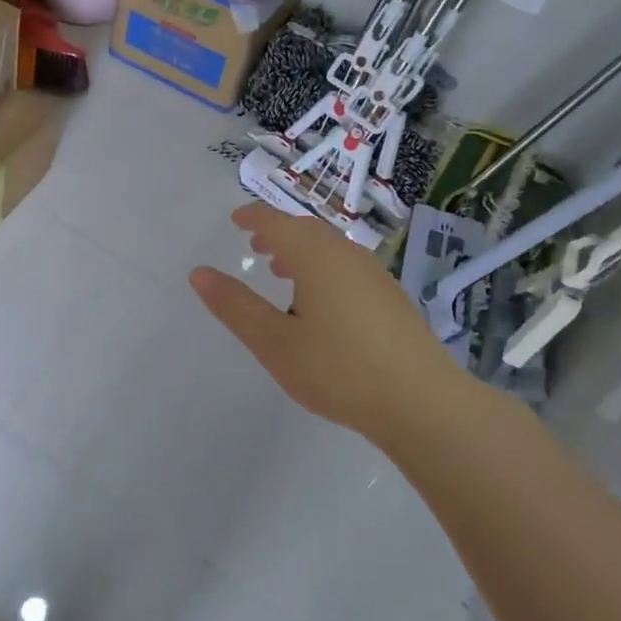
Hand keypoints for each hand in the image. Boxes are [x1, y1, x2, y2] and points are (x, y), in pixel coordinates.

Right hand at [190, 204, 491, 446]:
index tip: (235, 220)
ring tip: (282, 273)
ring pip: (330, 249)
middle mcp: (347, 255)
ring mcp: (374, 275)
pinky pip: (347, 267)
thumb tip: (198, 273)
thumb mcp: (274, 342)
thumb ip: (235, 306)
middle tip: (255, 246)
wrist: (422, 402)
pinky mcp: (391, 299)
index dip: (253, 217)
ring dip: (301, 252)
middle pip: (306, 230)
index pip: (276, 222)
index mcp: (315, 256)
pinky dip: (323, 269)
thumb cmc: (339, 369)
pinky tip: (321, 304)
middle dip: (278, 233)